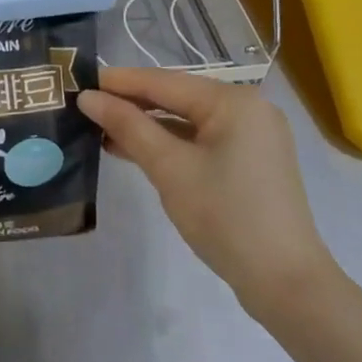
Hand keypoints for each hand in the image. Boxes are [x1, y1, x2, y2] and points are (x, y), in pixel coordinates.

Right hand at [79, 67, 338, 325]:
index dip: (118, 82)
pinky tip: (135, 150)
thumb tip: (88, 97)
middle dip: (131, 103)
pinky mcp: (250, 161)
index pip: (163, 82)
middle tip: (85, 106)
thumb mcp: (169, 168)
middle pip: (176, 97)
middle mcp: (247, 108)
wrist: (284, 280)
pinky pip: (200, 140)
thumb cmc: (225, 216)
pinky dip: (169, 143)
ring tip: (100, 129)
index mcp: (233, 101)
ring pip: (187, 120)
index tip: (77, 80)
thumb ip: (128, 127)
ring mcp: (252, 136)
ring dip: (146, 125)